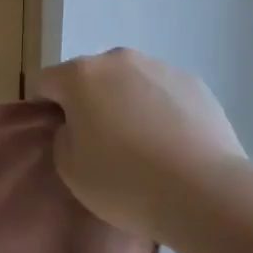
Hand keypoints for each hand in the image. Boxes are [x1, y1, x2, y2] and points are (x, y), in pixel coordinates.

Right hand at [33, 48, 245, 244]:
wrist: (205, 192)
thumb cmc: (125, 181)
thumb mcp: (70, 170)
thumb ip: (63, 138)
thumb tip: (77, 126)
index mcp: (80, 75)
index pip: (47, 82)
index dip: (47, 108)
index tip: (59, 138)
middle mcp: (118, 59)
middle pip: (91, 77)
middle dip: (91, 103)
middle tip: (103, 146)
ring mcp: (159, 67)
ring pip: (130, 82)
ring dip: (128, 104)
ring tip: (145, 149)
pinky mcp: (194, 83)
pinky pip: (165, 94)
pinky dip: (163, 112)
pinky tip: (175, 147)